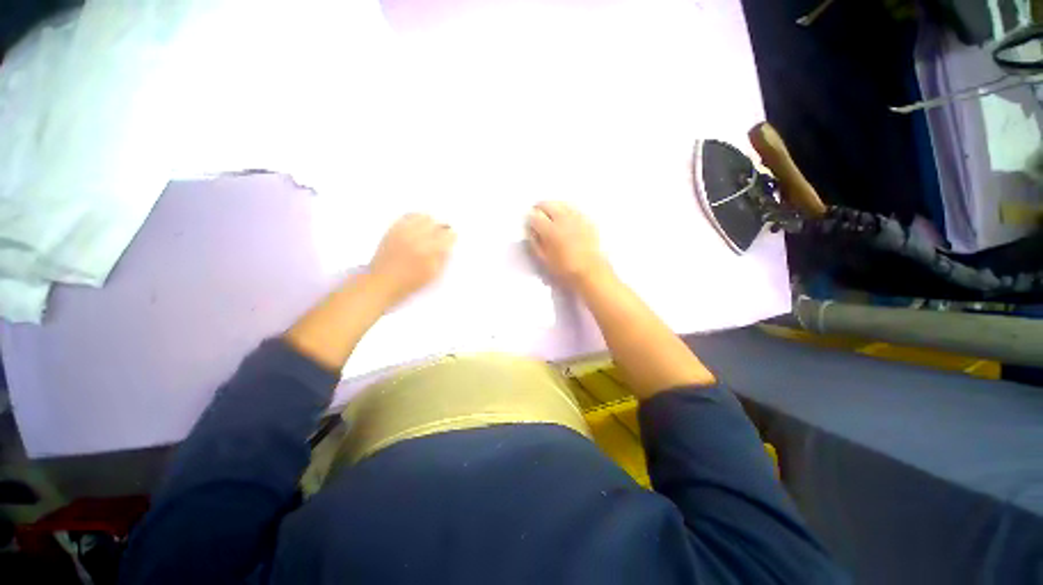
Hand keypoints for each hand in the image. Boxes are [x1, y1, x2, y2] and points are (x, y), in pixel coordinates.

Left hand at [369, 214, 455, 305]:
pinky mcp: (393, 229)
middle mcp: (417, 237)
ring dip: (429, 223)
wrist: (382, 282)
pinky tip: (416, 227)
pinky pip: (407, 216)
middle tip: (440, 237)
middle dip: (440, 229)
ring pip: (423, 217)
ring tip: (428, 231)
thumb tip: (447, 245)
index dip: (451, 237)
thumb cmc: (410, 282)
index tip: (451, 239)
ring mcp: (403, 231)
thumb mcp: (432, 274)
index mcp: (429, 251)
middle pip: (436, 223)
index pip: (447, 236)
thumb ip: (442, 258)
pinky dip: (415, 219)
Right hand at [526, 201, 611, 288]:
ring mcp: (577, 217)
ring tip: (551, 215)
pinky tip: (566, 219)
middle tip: (537, 215)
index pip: (534, 215)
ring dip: (553, 207)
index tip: (529, 223)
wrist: (591, 272)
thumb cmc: (564, 269)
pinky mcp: (587, 220)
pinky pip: (573, 209)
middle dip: (540, 208)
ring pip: (561, 203)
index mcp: (550, 230)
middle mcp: (563, 219)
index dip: (529, 218)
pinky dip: (566, 210)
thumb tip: (531, 230)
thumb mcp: (544, 259)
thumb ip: (535, 242)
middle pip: (547, 203)